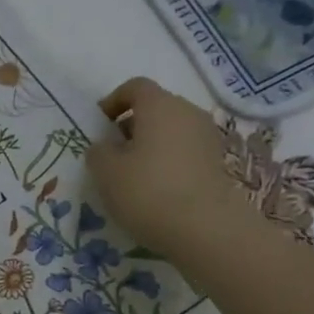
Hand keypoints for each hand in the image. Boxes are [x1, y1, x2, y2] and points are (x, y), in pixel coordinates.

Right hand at [87, 77, 254, 258]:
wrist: (203, 227)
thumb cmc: (147, 191)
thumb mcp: (105, 172)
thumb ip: (98, 152)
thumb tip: (104, 146)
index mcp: (159, 105)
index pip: (135, 87)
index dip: (113, 102)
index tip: (98, 126)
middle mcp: (187, 112)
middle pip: (155, 108)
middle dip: (131, 125)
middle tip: (112, 153)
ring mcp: (206, 136)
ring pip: (170, 130)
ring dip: (149, 145)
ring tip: (131, 174)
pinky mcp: (215, 161)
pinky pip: (183, 151)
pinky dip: (166, 161)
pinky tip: (154, 188)